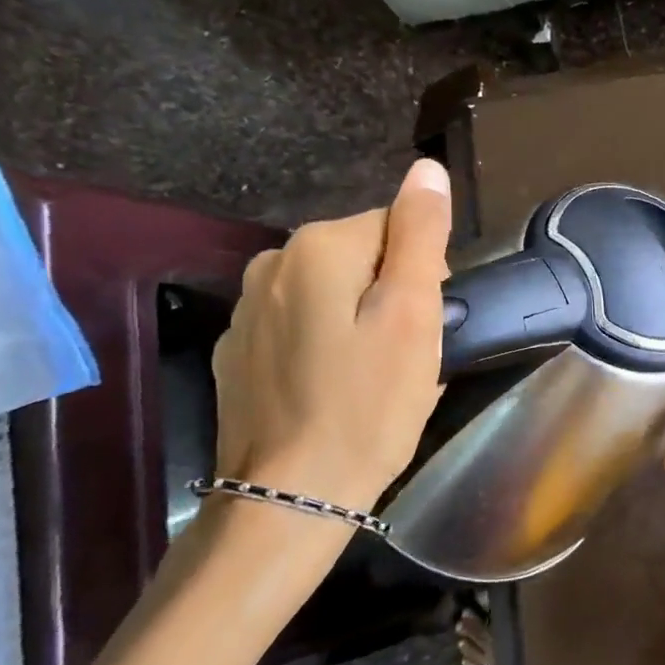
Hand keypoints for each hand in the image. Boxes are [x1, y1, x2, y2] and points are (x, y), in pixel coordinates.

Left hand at [211, 157, 450, 514]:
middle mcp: (270, 263)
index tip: (425, 327)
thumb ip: (420, 235)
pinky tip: (334, 391)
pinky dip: (326, 346)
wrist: (291, 496)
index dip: (424, 275)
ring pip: (331, 294)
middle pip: (361, 258)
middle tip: (404, 357)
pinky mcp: (237, 352)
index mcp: (317, 247)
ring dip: (360, 320)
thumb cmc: (368, 405)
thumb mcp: (411, 316)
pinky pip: (301, 328)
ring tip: (373, 378)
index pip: (396, 227)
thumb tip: (426, 169)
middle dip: (391, 295)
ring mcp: (246, 310)